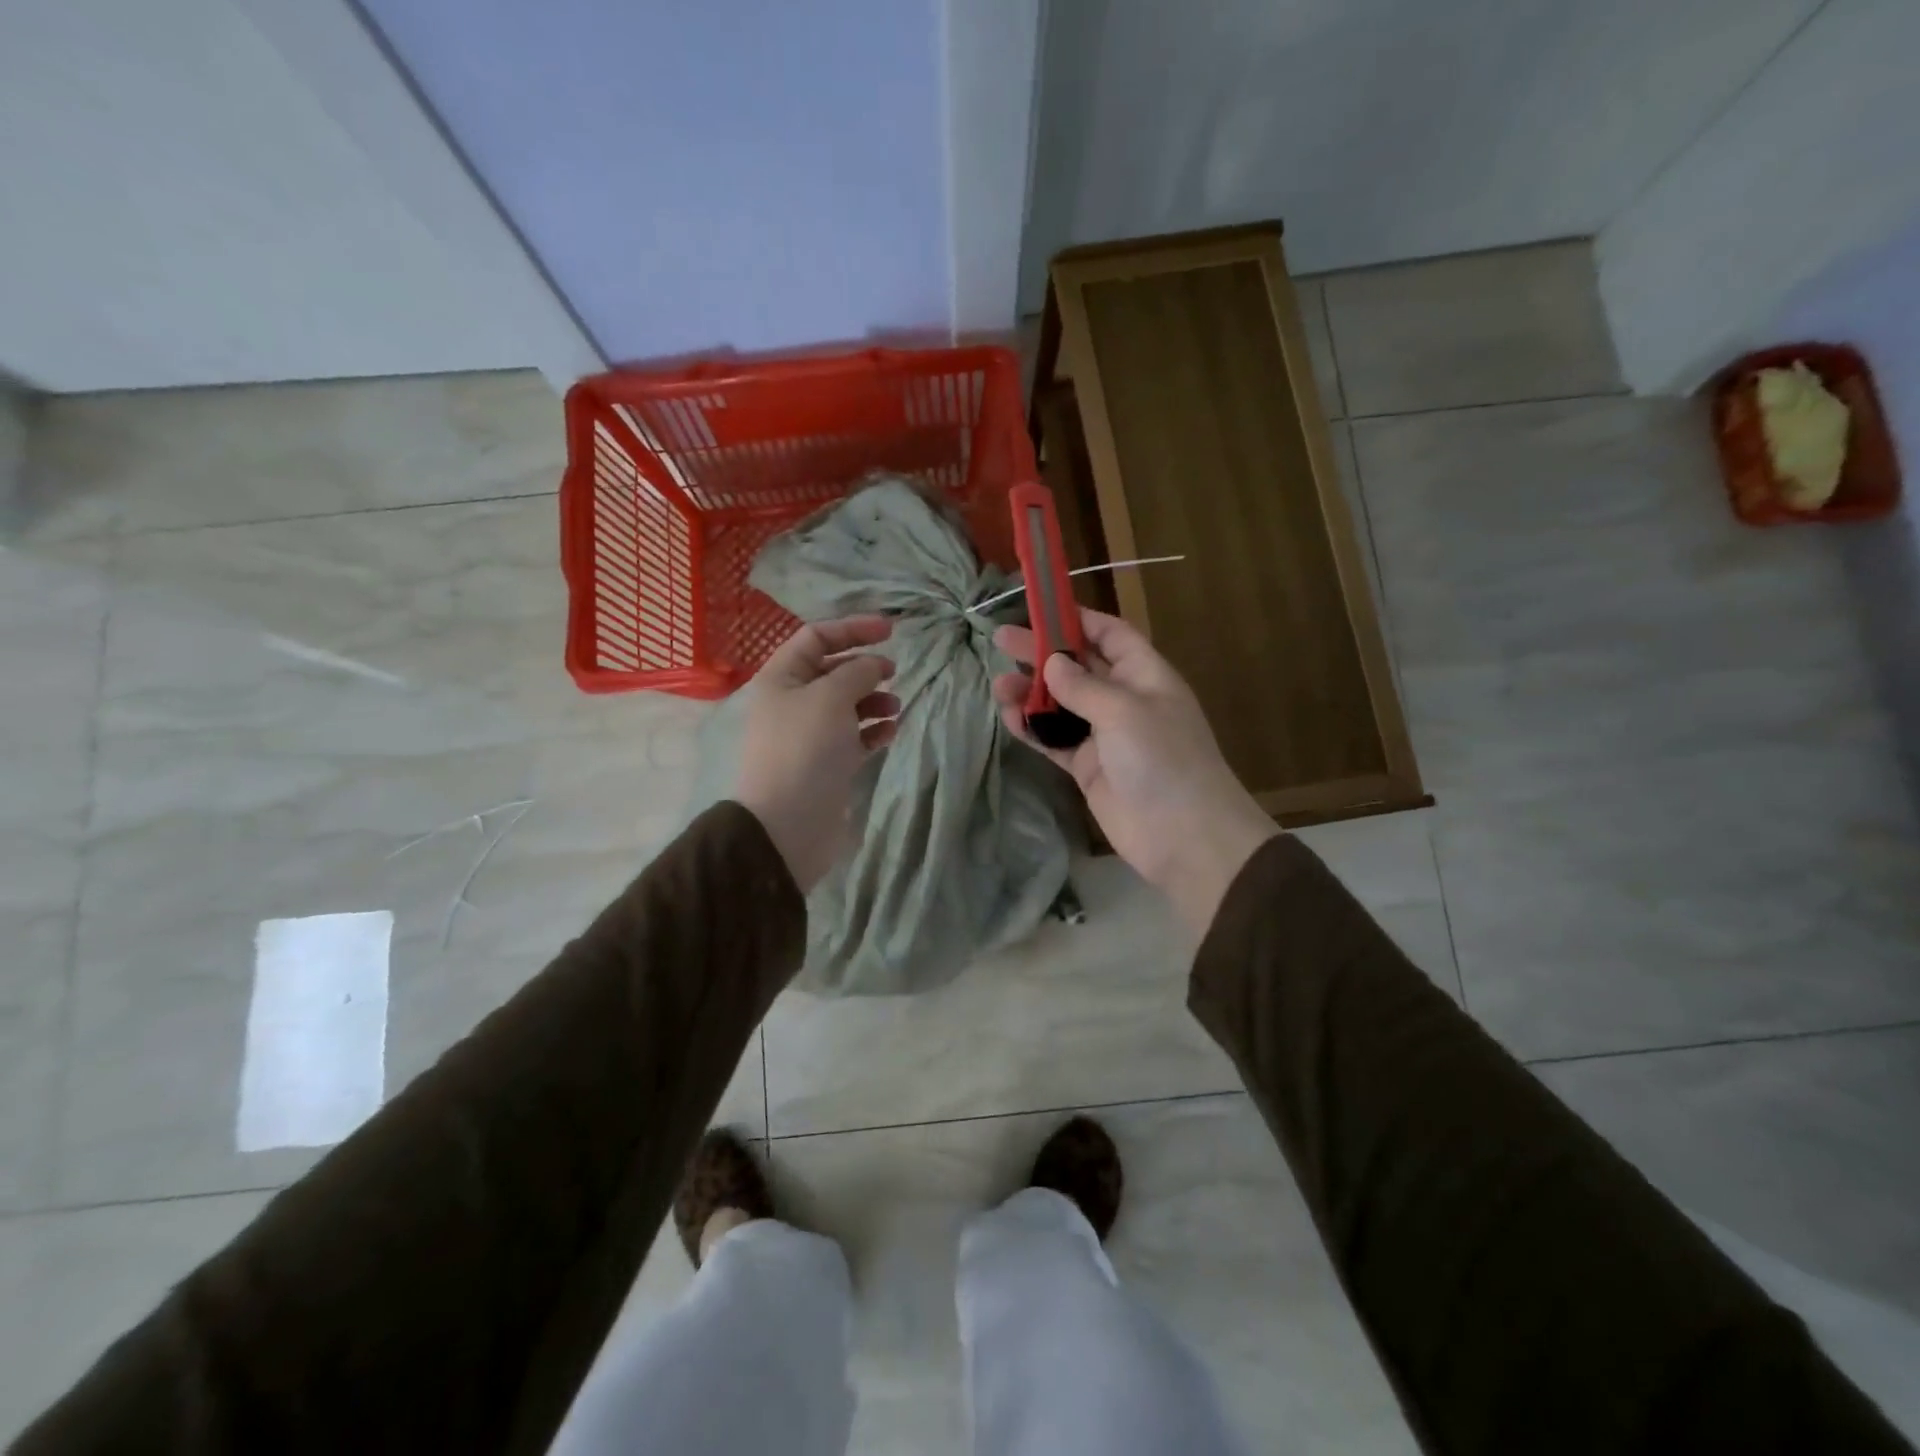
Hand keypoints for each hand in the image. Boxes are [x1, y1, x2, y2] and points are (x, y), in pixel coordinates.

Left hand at [734, 616, 899, 891]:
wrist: (788, 824)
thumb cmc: (805, 750)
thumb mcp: (831, 697)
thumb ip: (858, 672)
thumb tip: (875, 664)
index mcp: (781, 678)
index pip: (816, 638)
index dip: (853, 628)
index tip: (892, 630)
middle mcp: (792, 702)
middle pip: (832, 671)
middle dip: (865, 668)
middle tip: (894, 673)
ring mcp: (809, 735)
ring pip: (847, 705)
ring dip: (874, 700)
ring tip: (896, 707)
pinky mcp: (826, 764)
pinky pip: (854, 737)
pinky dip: (874, 730)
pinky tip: (891, 731)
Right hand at [992, 609, 1277, 933]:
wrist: (1183, 836)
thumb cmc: (1162, 759)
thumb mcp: (1125, 711)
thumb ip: (1083, 686)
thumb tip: (1052, 663)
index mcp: (1145, 675)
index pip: (1110, 634)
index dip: (1078, 618)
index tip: (1039, 608)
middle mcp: (1124, 699)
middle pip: (1078, 666)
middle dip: (1042, 653)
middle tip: (1000, 641)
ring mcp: (1105, 736)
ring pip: (1061, 705)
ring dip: (1031, 693)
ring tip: (997, 685)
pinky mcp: (1088, 767)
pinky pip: (1055, 740)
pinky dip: (1033, 728)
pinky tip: (1009, 717)